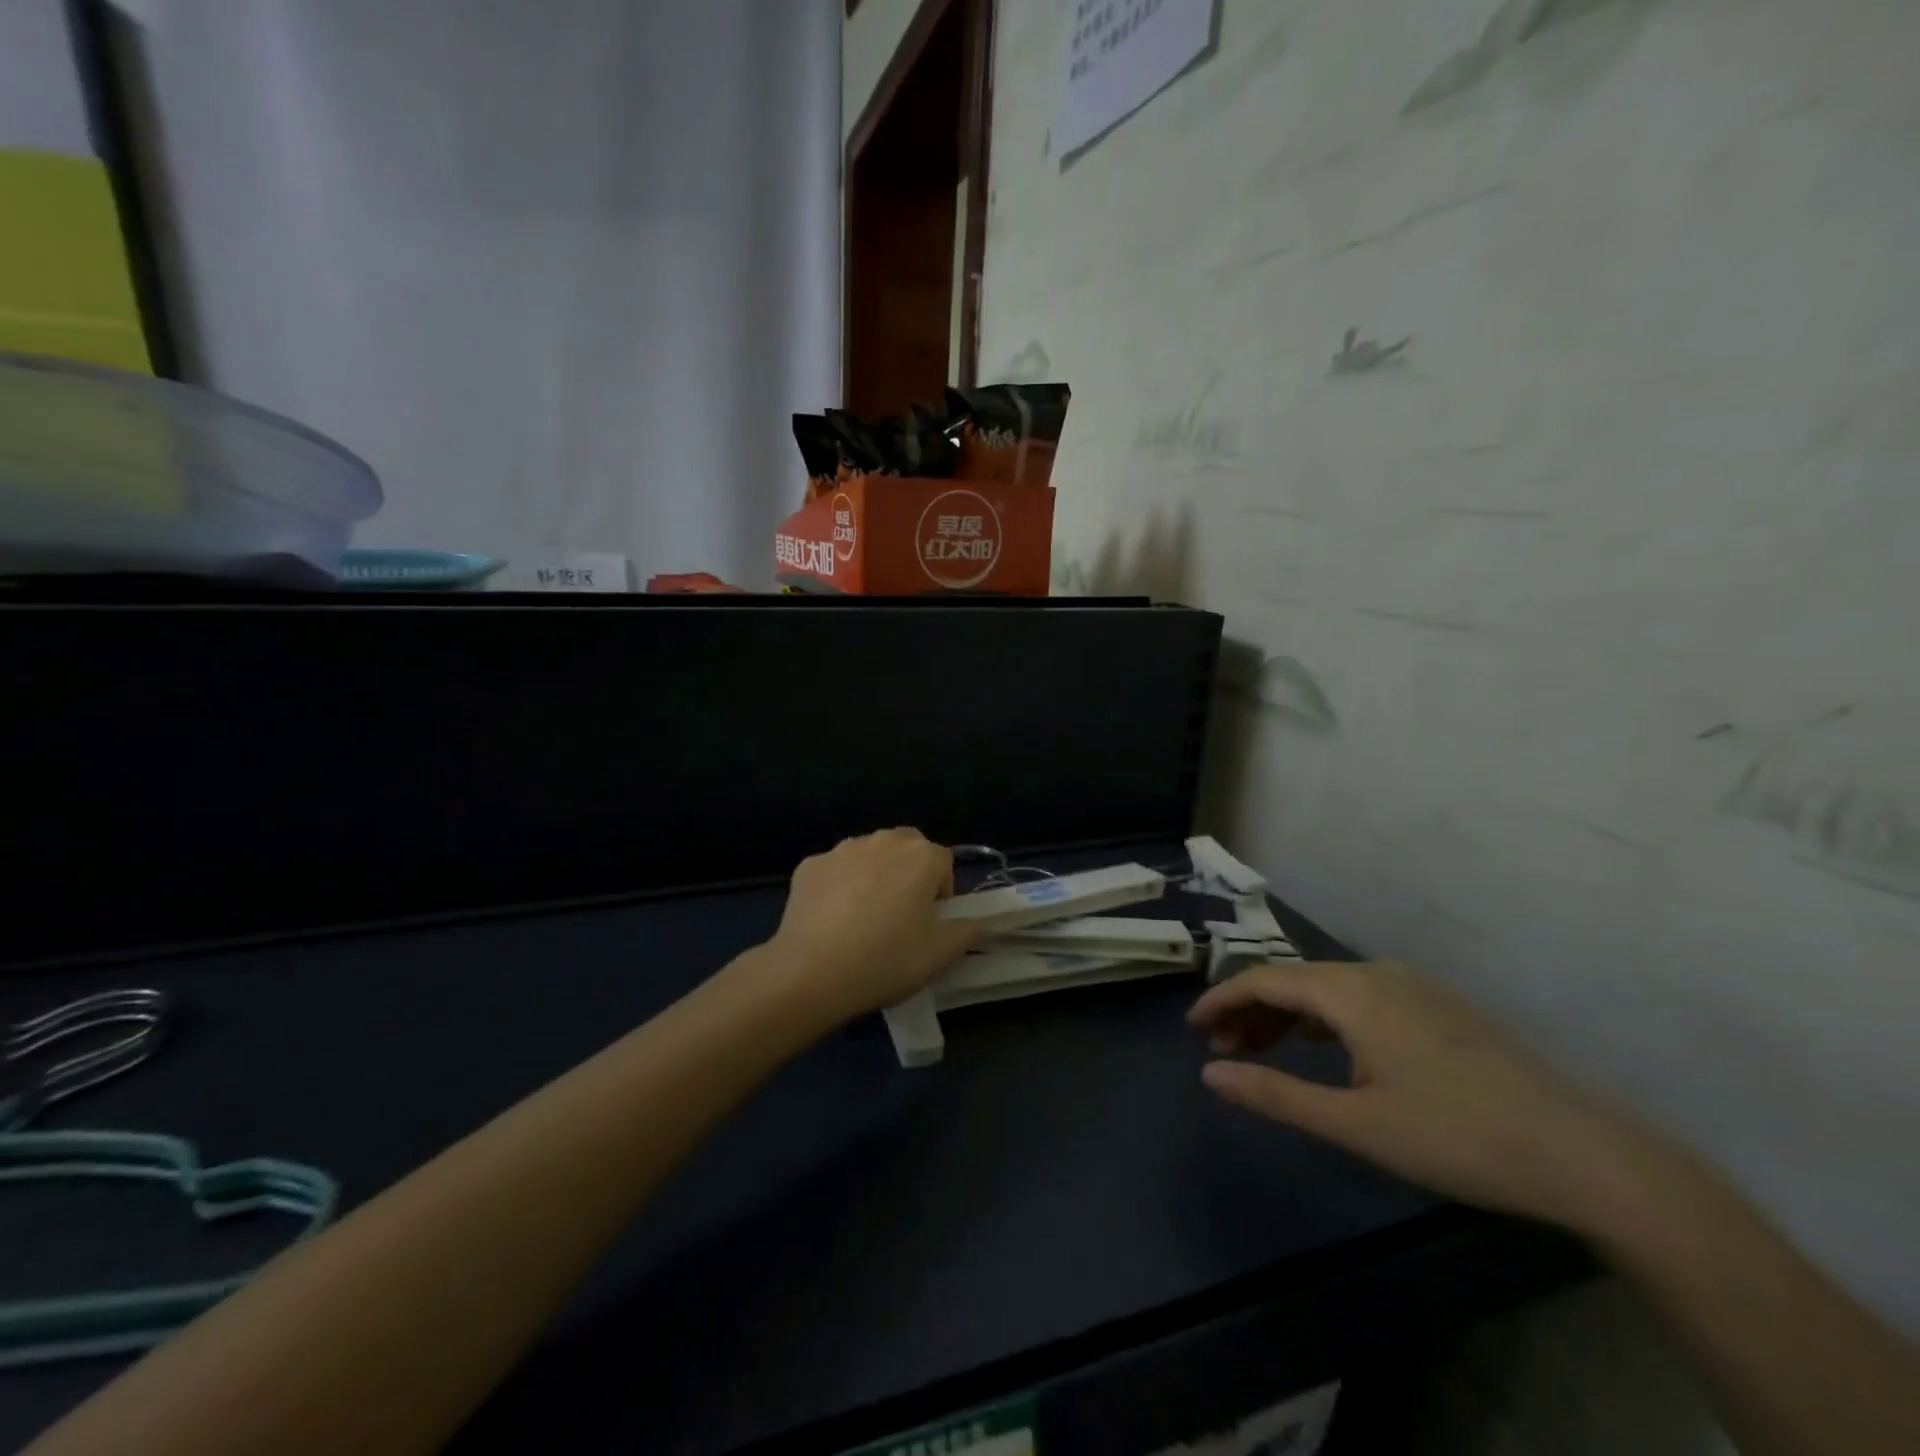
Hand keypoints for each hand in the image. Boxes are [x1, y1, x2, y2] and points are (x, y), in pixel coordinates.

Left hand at [765, 828, 978, 1022]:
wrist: (812, 972)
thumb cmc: (887, 960)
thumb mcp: (941, 955)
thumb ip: (966, 931)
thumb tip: (972, 921)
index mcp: (921, 856)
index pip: (944, 862)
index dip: (943, 892)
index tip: (933, 922)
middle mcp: (883, 841)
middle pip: (907, 847)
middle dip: (910, 872)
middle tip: (903, 914)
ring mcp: (842, 850)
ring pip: (869, 855)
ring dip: (875, 875)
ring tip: (865, 917)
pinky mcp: (810, 865)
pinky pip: (835, 870)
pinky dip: (839, 886)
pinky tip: (832, 920)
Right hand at [1188, 961, 1676, 1232]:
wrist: (1587, 1155)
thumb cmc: (1458, 1136)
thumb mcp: (1356, 1124)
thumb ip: (1275, 1094)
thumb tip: (1210, 1073)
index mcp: (1352, 991)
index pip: (1265, 979)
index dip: (1222, 999)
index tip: (1193, 1027)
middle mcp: (1377, 973)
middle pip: (1294, 979)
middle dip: (1251, 1010)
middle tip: (1223, 1050)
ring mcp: (1414, 986)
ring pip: (1328, 988)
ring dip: (1288, 1016)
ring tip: (1264, 1052)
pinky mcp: (1440, 1006)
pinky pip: (1360, 997)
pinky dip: (1326, 1018)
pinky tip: (1326, 1050)